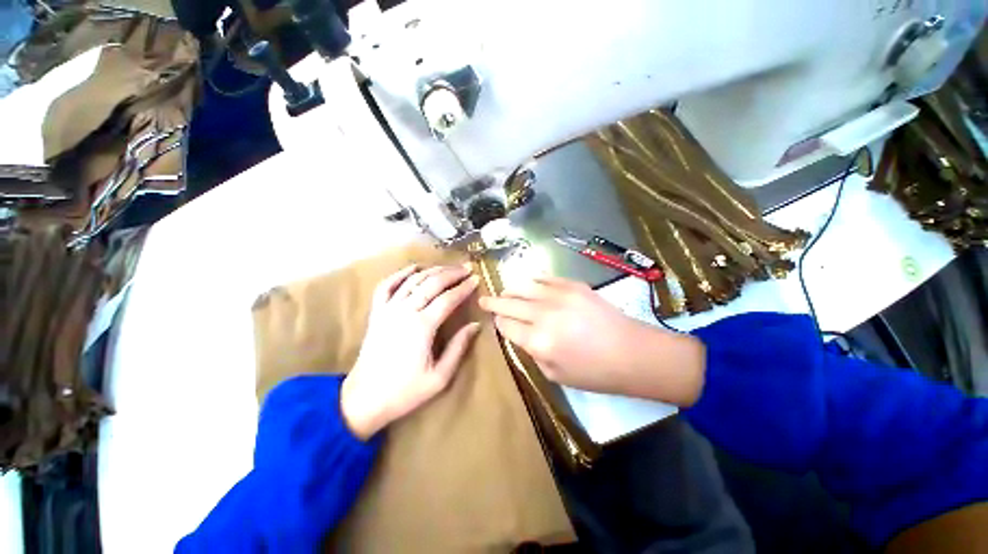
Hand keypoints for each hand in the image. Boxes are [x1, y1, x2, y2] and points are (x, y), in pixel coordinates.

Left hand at [341, 264, 480, 438]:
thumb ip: (459, 347)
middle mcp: (405, 312)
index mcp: (422, 327)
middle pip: (431, 283)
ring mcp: (388, 310)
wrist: (364, 399)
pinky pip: (386, 285)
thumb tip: (475, 325)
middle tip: (466, 268)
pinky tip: (413, 268)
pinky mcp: (376, 312)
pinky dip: (400, 273)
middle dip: (452, 273)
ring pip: (413, 280)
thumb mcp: (440, 377)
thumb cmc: (405, 391)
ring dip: (432, 270)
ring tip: (447, 267)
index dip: (464, 287)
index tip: (476, 279)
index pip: (448, 298)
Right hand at [478, 276, 704, 405]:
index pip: (506, 325)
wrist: (632, 353)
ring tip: (504, 291)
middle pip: (509, 303)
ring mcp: (558, 295)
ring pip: (523, 287)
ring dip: (510, 290)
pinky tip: (528, 283)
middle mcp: (543, 314)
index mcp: (537, 340)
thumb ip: (532, 351)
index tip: (495, 321)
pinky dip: (532, 281)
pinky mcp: (573, 285)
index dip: (498, 322)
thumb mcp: (554, 373)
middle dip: (494, 302)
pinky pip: (545, 278)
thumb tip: (520, 334)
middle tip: (484, 299)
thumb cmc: (593, 372)